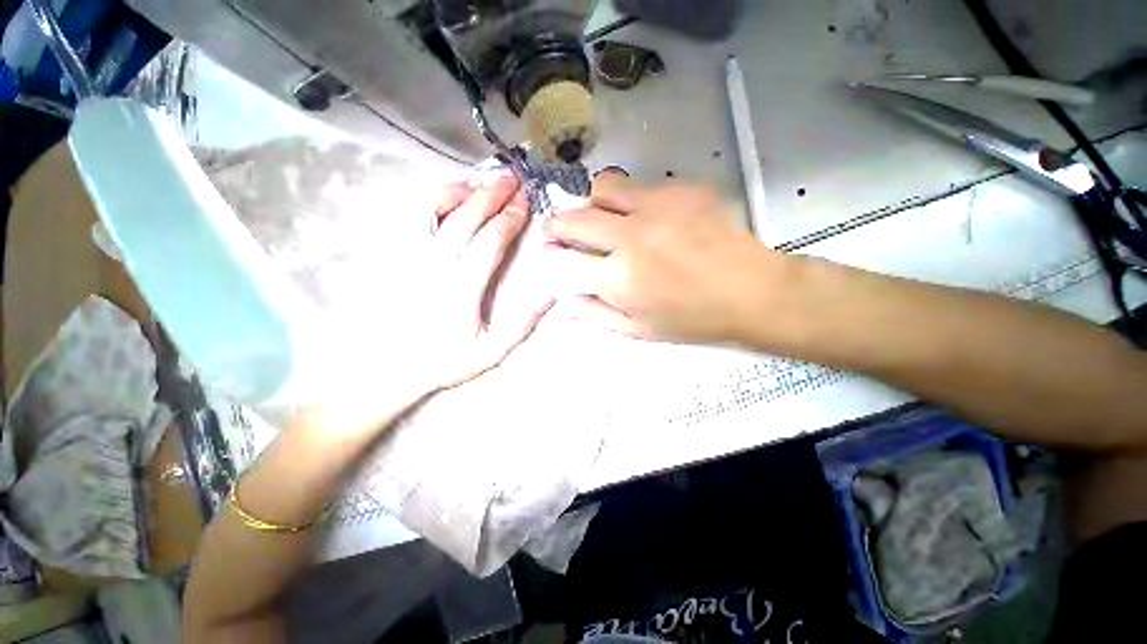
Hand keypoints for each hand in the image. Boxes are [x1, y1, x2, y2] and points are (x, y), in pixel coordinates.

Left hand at [419, 174, 554, 389]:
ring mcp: (414, 257)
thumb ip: (522, 324)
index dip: (510, 219)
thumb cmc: (447, 359)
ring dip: (463, 191)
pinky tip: (451, 194)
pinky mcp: (400, 256)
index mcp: (462, 287)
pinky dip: (434, 199)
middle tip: (513, 179)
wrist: (395, 367)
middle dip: (493, 195)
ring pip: (435, 211)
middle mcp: (436, 265)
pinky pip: (415, 218)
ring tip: (484, 182)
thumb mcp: (492, 351)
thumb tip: (551, 296)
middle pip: (466, 218)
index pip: (489, 242)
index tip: (527, 202)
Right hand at [542, 175, 785, 344]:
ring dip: (593, 203)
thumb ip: (595, 315)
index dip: (549, 257)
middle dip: (556, 225)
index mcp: (618, 278)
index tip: (548, 255)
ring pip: (603, 188)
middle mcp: (630, 236)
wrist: (751, 291)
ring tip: (602, 217)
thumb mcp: (638, 330)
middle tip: (557, 230)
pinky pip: (640, 186)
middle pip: (574, 218)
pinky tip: (646, 217)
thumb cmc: (692, 319)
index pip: (563, 261)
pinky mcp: (681, 189)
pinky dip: (631, 200)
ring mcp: (656, 206)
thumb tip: (563, 303)